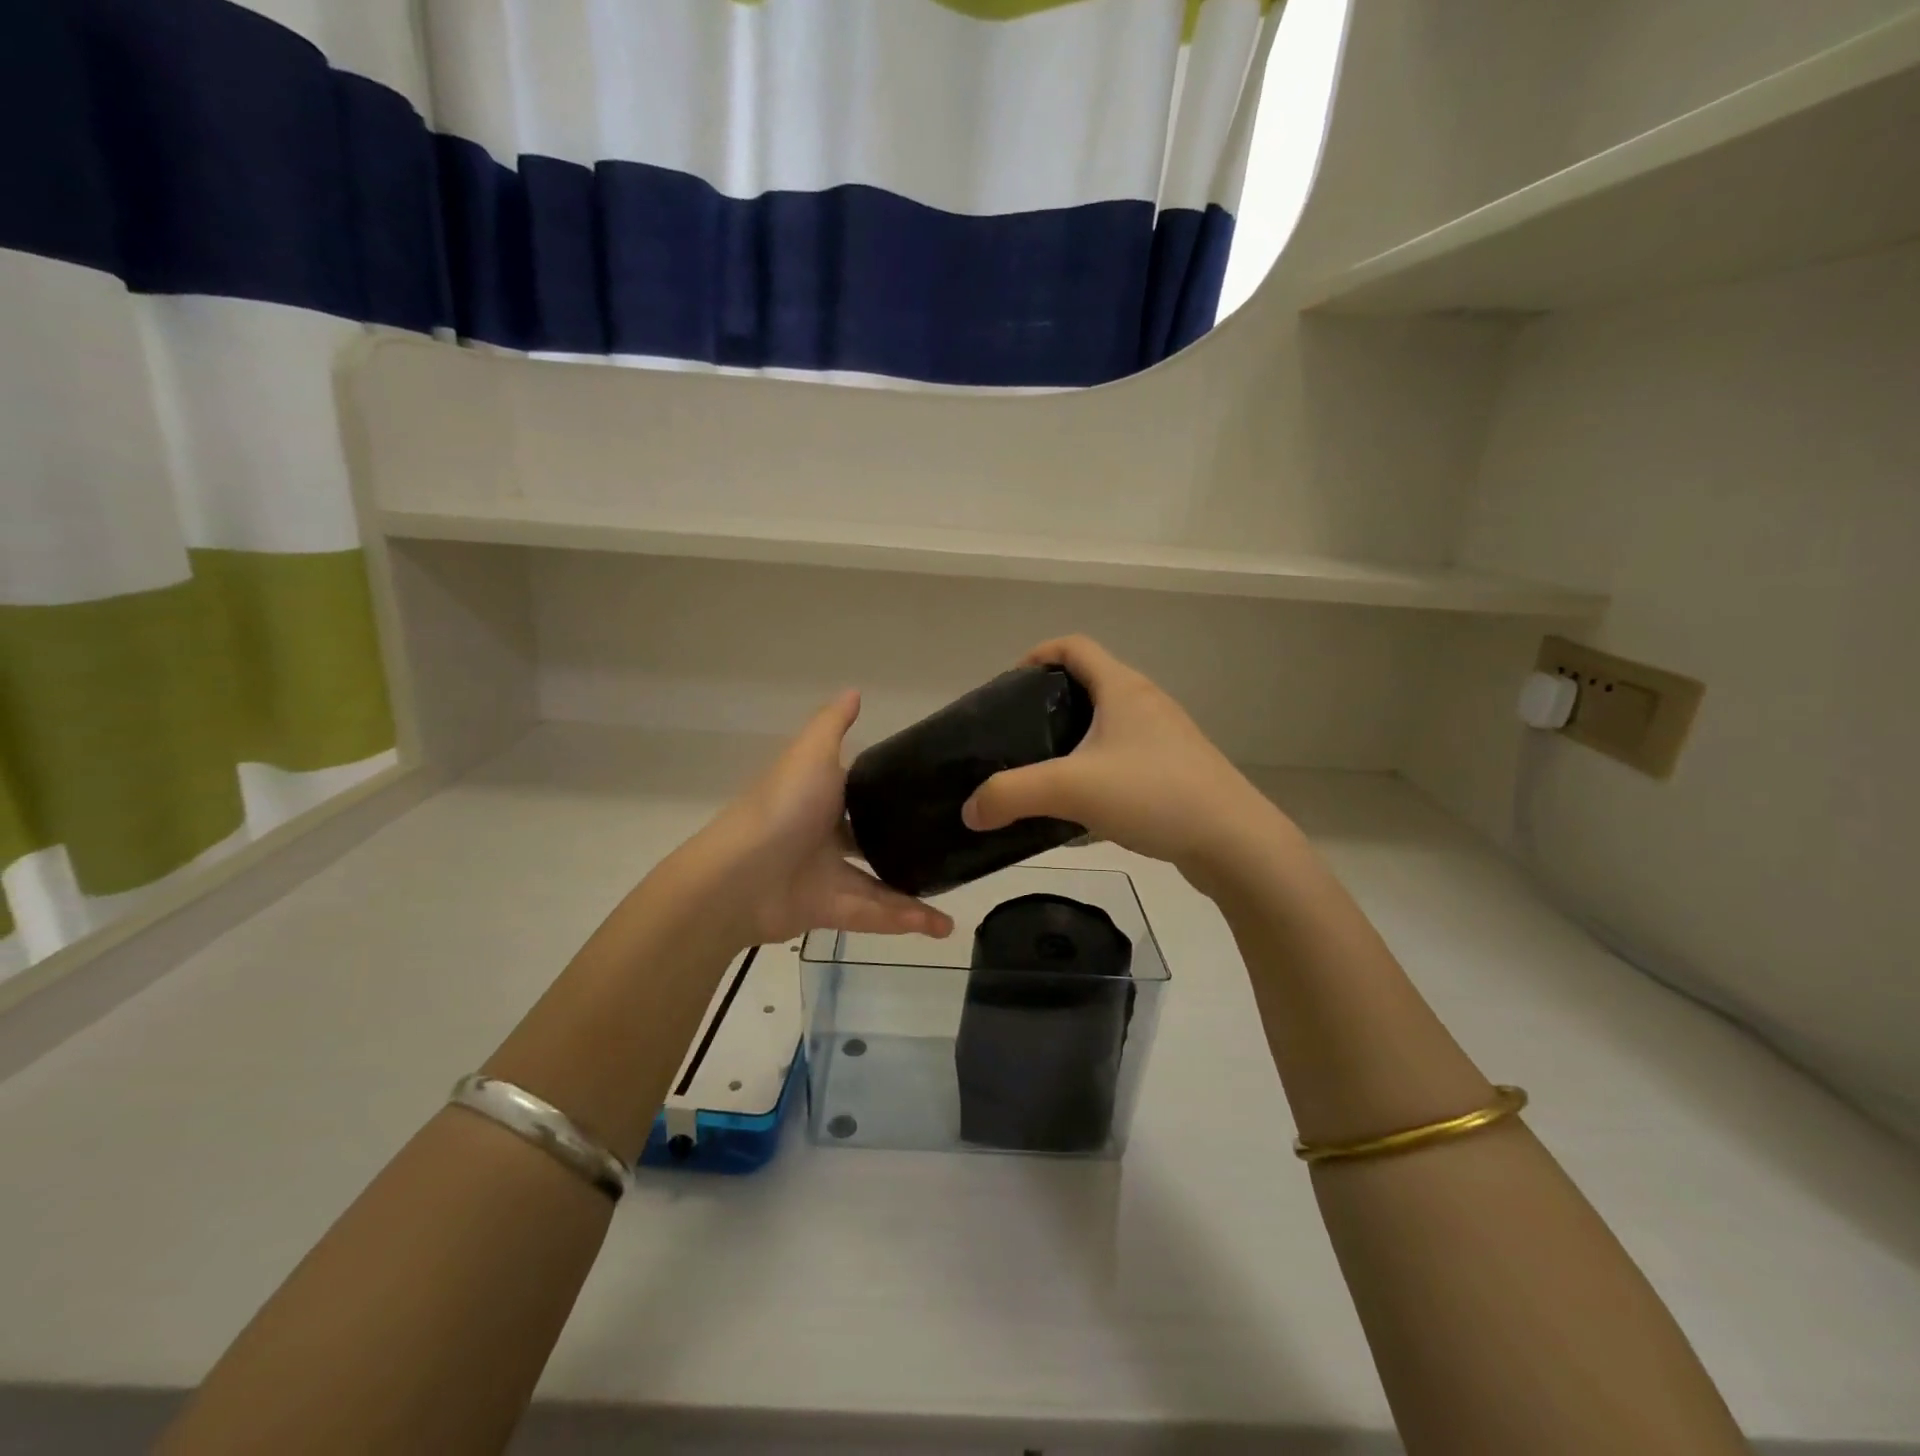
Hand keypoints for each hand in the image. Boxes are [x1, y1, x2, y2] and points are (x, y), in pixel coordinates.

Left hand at [675, 691, 954, 948]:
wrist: (739, 877)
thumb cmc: (782, 807)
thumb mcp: (811, 754)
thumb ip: (833, 725)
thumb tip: (855, 691)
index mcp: (819, 799)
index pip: (858, 795)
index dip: (888, 794)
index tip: (928, 793)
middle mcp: (822, 837)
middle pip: (871, 843)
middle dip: (904, 848)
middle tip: (947, 849)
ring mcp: (825, 876)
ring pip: (879, 886)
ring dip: (914, 896)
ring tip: (954, 899)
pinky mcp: (828, 912)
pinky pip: (873, 915)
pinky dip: (905, 920)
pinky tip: (939, 926)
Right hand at [961, 636, 1285, 881]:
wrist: (1235, 842)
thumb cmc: (1154, 794)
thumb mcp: (1071, 789)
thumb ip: (1011, 794)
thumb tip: (969, 809)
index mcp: (1123, 688)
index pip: (1073, 647)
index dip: (1037, 655)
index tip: (1008, 686)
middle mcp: (1146, 704)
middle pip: (1089, 685)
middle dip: (1048, 704)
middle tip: (1016, 737)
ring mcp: (1165, 739)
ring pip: (1107, 727)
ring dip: (1073, 743)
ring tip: (1043, 775)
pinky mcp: (1175, 772)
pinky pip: (1124, 760)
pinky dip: (1096, 773)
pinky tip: (1080, 812)